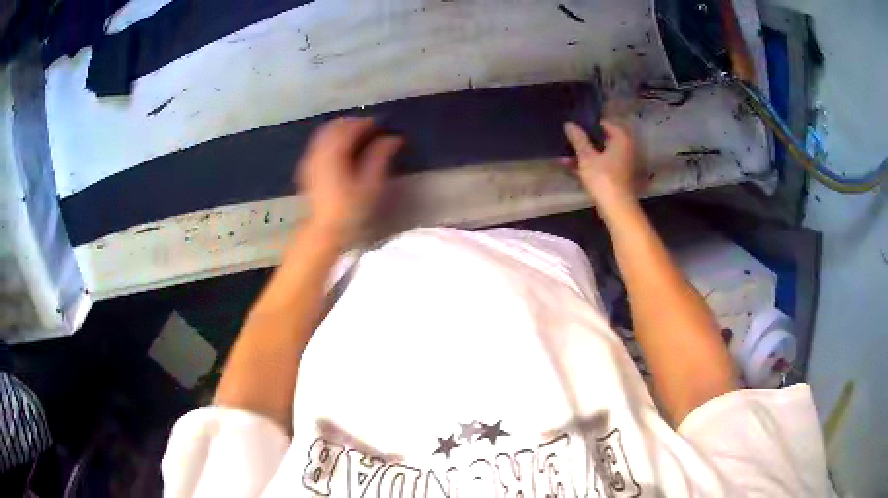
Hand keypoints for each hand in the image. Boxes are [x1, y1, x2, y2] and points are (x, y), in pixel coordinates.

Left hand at [298, 117, 403, 238]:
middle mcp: (319, 151)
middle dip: (353, 123)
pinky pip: (319, 143)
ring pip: (325, 133)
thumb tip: (394, 138)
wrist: (324, 230)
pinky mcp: (307, 167)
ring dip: (342, 130)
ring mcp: (310, 159)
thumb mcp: (371, 184)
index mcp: (334, 153)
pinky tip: (342, 149)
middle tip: (371, 128)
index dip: (367, 122)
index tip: (382, 124)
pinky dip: (332, 139)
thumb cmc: (350, 209)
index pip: (351, 127)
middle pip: (335, 126)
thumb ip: (381, 157)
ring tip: (358, 136)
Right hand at [562, 119, 636, 208]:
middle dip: (583, 140)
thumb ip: (578, 139)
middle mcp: (623, 148)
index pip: (603, 123)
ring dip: (582, 154)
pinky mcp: (615, 176)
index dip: (587, 124)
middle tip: (566, 138)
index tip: (572, 126)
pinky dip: (587, 164)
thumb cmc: (603, 178)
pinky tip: (569, 166)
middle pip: (601, 138)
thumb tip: (569, 123)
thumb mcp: (586, 157)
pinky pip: (600, 164)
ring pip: (599, 153)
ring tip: (562, 154)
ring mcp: (620, 163)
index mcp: (620, 139)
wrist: (616, 208)